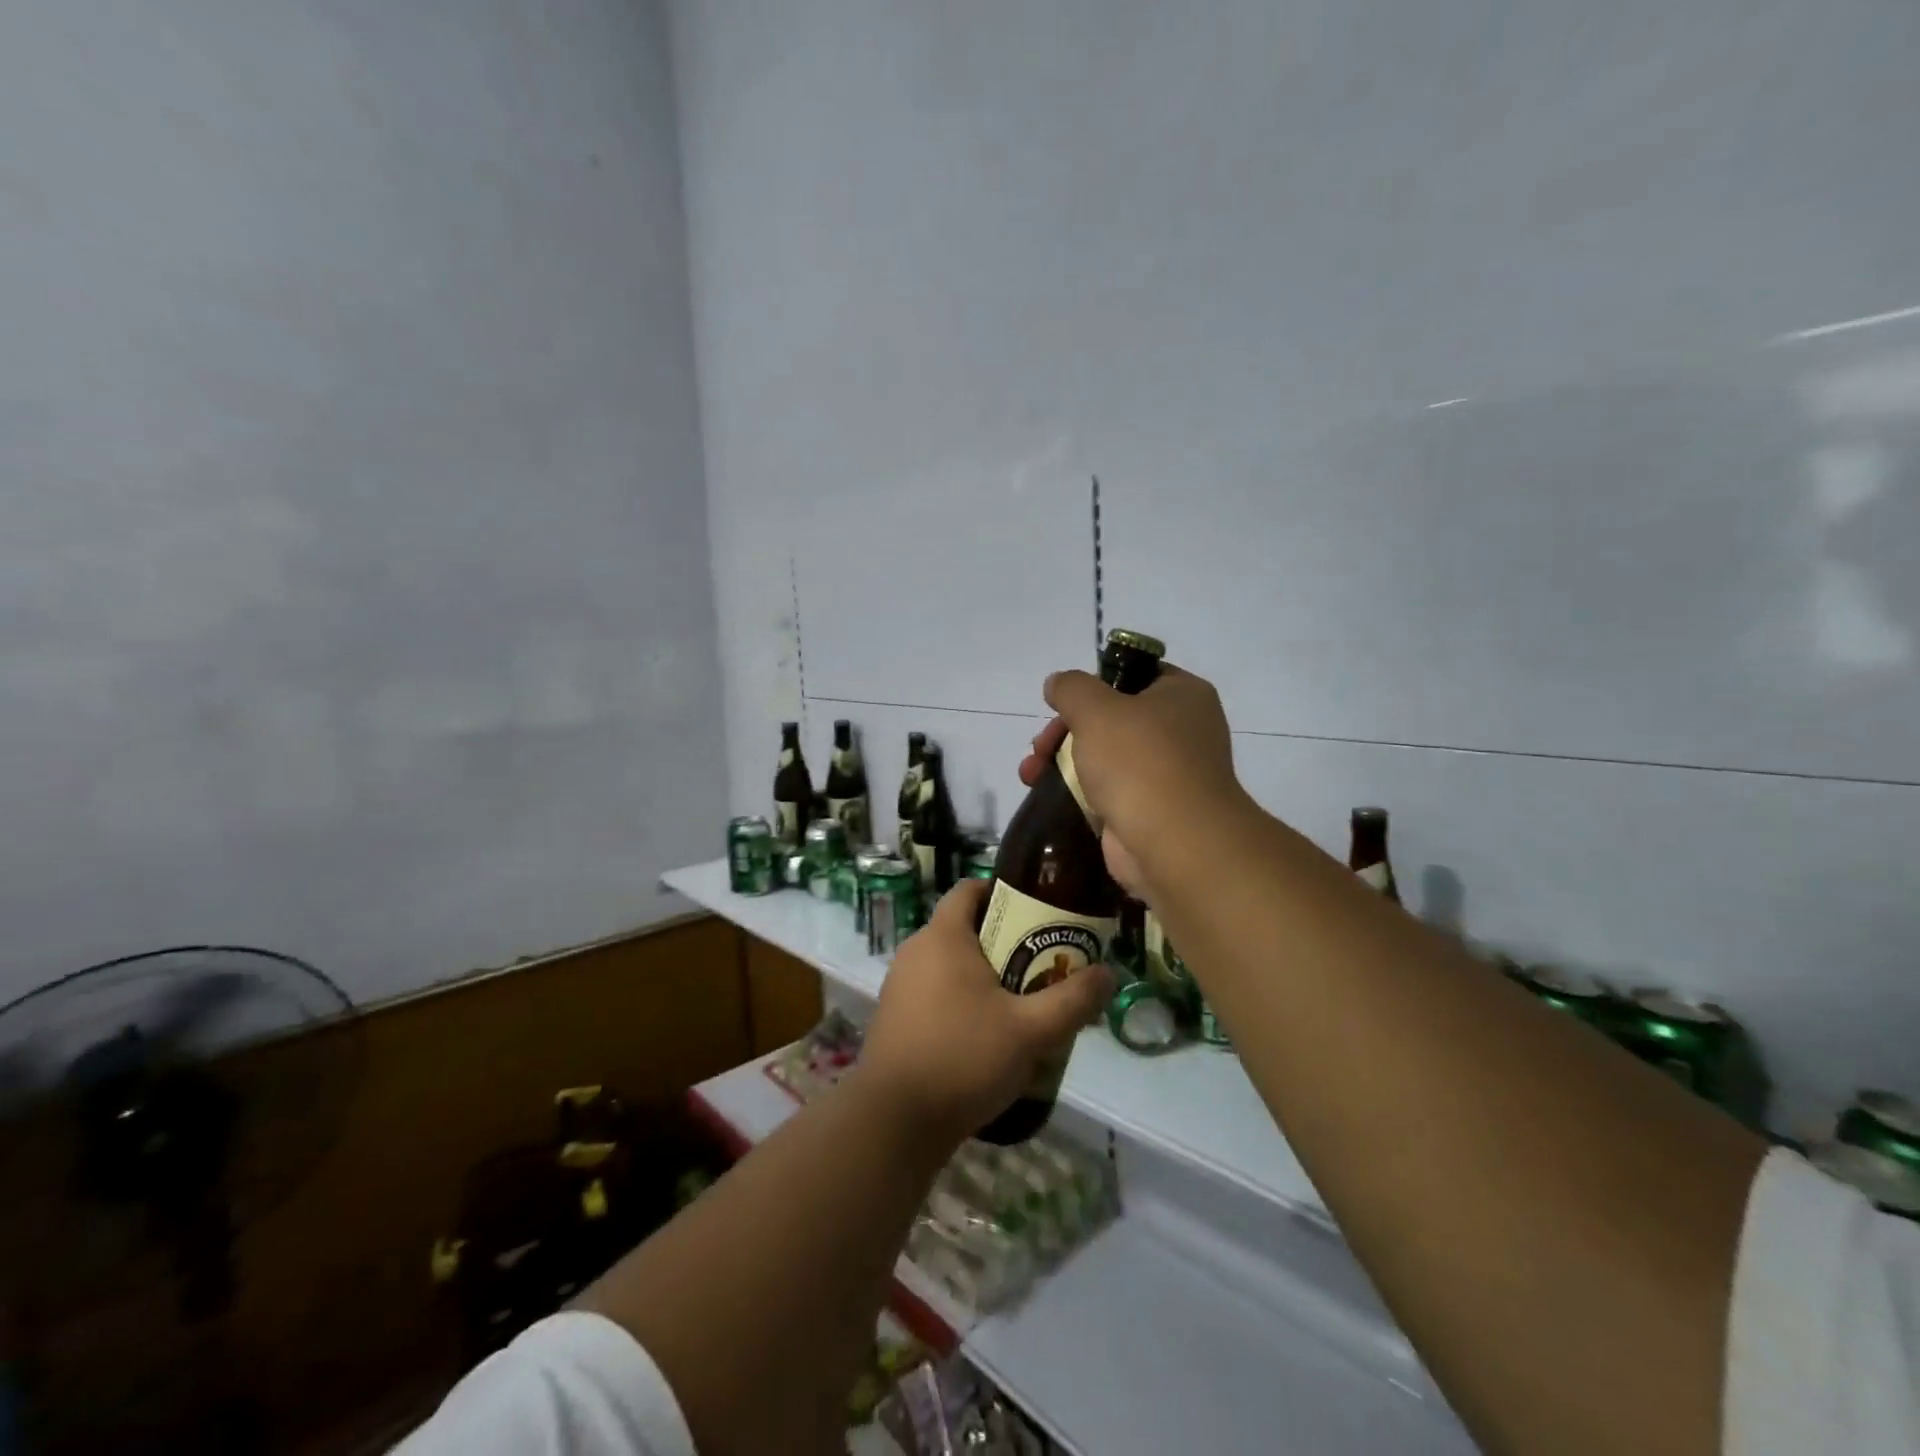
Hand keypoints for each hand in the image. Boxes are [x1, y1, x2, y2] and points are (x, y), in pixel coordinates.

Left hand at [860, 879, 1112, 1143]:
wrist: (894, 1121)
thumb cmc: (963, 1058)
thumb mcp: (1031, 1031)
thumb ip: (1073, 1000)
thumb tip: (1109, 973)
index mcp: (943, 936)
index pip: (970, 888)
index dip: (1003, 892)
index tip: (1037, 912)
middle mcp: (916, 950)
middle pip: (965, 928)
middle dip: (1005, 941)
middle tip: (1043, 964)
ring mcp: (900, 985)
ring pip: (950, 965)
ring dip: (984, 976)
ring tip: (1022, 1004)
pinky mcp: (895, 1017)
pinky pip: (935, 993)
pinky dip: (961, 1001)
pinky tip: (987, 1037)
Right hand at [1018, 662, 1242, 895]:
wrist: (1175, 845)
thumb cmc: (1140, 762)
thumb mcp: (1095, 709)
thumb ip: (1071, 688)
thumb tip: (1058, 683)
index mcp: (1183, 695)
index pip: (1137, 673)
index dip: (1097, 681)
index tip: (1064, 699)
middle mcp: (1182, 731)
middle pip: (1112, 718)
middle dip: (1066, 729)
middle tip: (1040, 744)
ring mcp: (1168, 774)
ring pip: (1105, 756)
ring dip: (1062, 760)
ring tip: (1030, 773)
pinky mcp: (1150, 811)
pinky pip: (1106, 791)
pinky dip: (1076, 792)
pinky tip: (1044, 793)